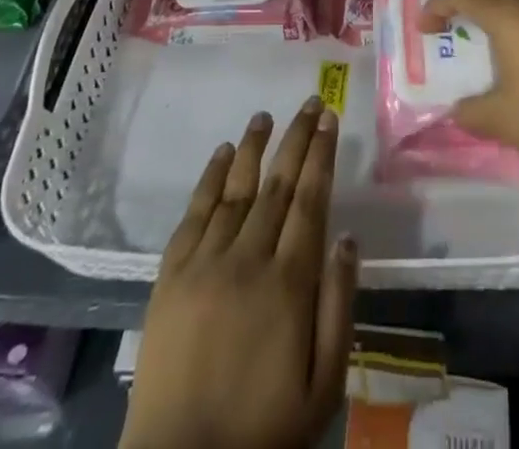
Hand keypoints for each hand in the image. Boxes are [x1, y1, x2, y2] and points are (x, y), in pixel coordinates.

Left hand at [120, 97, 357, 448]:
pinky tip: (222, 155)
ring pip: (236, 189)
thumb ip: (338, 307)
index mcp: (289, 283)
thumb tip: (348, 238)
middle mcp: (248, 258)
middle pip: (277, 184)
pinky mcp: (171, 275)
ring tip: (265, 115)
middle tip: (309, 103)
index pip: (310, 200)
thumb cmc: (264, 431)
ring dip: (253, 147)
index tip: (329, 118)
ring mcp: (205, 263)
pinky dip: (210, 178)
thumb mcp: (324, 386)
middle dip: (296, 139)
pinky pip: (194, 213)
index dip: (321, 155)